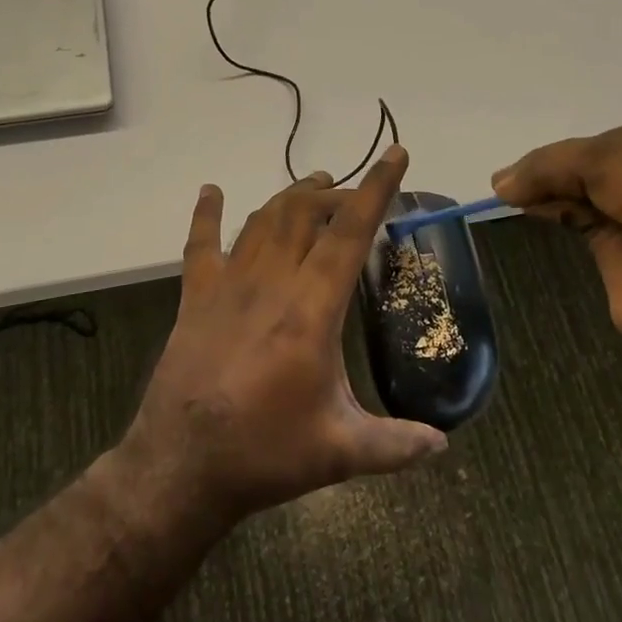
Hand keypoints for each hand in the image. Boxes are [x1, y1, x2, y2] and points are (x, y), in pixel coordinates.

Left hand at [113, 145, 447, 524]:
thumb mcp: (340, 452)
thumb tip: (442, 445)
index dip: (376, 189)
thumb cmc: (264, 454)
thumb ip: (396, 444)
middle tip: (355, 194)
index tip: (395, 154)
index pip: (350, 234)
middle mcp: (270, 283)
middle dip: (335, 193)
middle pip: (304, 215)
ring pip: (262, 221)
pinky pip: (200, 245)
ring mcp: (227, 286)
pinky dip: (207, 214)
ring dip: (290, 197)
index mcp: (311, 311)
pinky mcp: (195, 299)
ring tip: (314, 185)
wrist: (180, 467)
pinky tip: (212, 192)